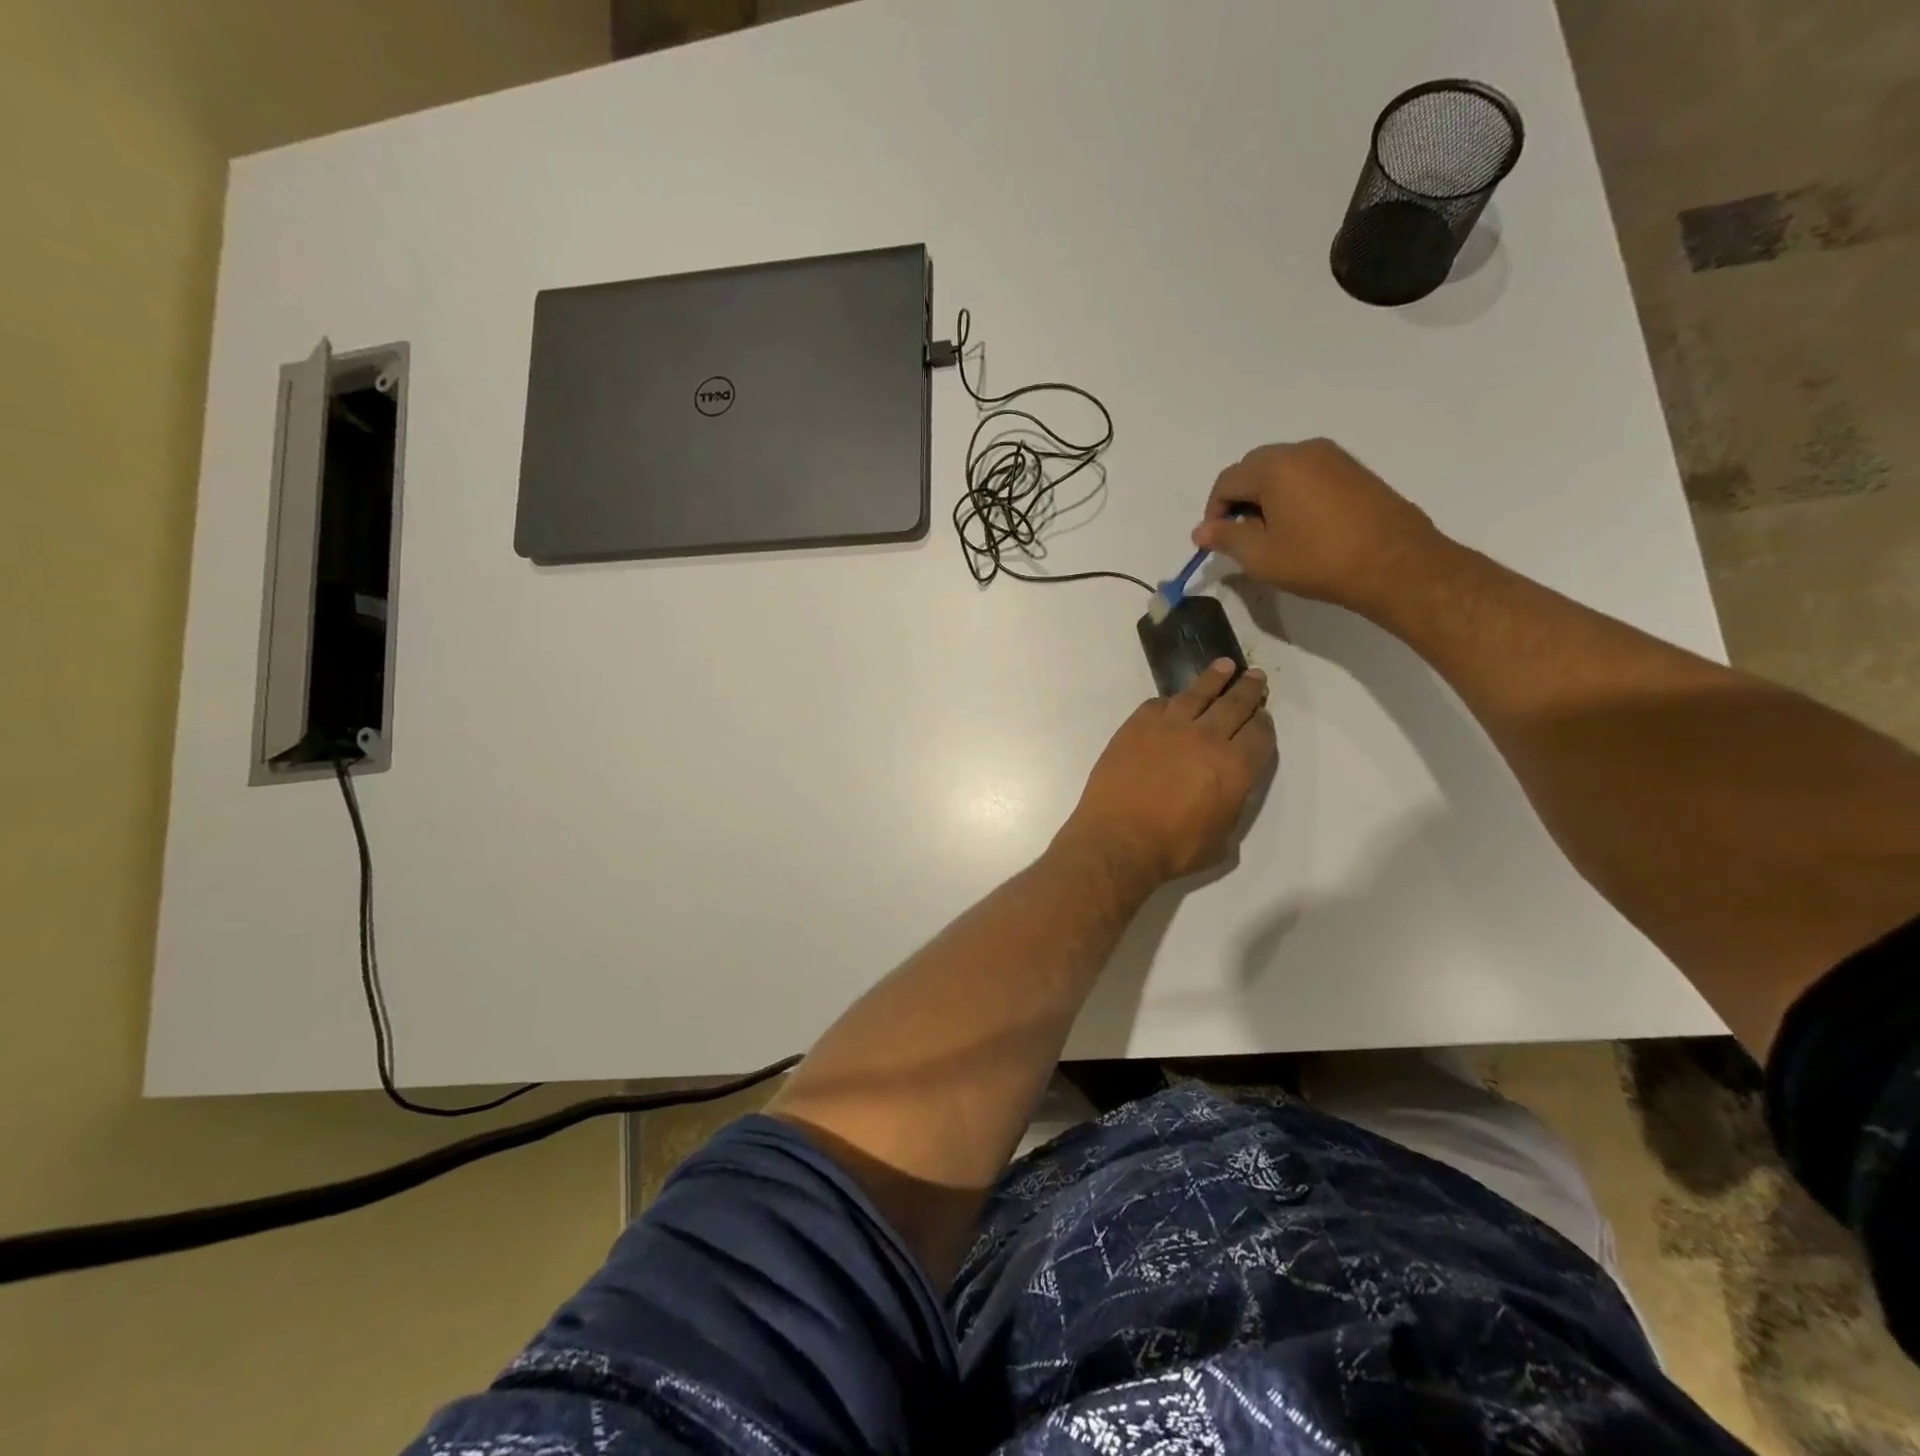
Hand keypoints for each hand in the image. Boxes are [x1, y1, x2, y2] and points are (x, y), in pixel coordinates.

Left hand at [1058, 660, 1276, 887]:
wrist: (1117, 839)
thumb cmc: (1172, 849)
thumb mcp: (1220, 837)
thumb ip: (1230, 803)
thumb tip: (1227, 787)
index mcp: (1236, 766)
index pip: (1260, 733)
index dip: (1263, 724)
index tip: (1261, 716)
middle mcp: (1207, 737)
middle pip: (1234, 703)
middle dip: (1248, 689)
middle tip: (1254, 676)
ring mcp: (1169, 726)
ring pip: (1198, 693)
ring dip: (1214, 679)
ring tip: (1224, 667)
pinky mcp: (1136, 725)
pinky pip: (1159, 704)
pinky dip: (1172, 701)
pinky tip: (1175, 700)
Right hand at [1192, 438, 1442, 612]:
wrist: (1395, 564)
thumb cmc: (1318, 560)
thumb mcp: (1261, 556)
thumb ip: (1226, 537)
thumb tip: (1201, 530)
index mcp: (1274, 467)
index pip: (1226, 481)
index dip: (1213, 512)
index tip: (1216, 542)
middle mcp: (1303, 450)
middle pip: (1253, 468)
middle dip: (1239, 500)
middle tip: (1241, 538)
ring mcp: (1333, 457)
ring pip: (1282, 470)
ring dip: (1266, 497)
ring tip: (1272, 535)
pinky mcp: (1354, 471)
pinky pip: (1308, 475)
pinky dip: (1293, 495)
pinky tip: (1301, 527)